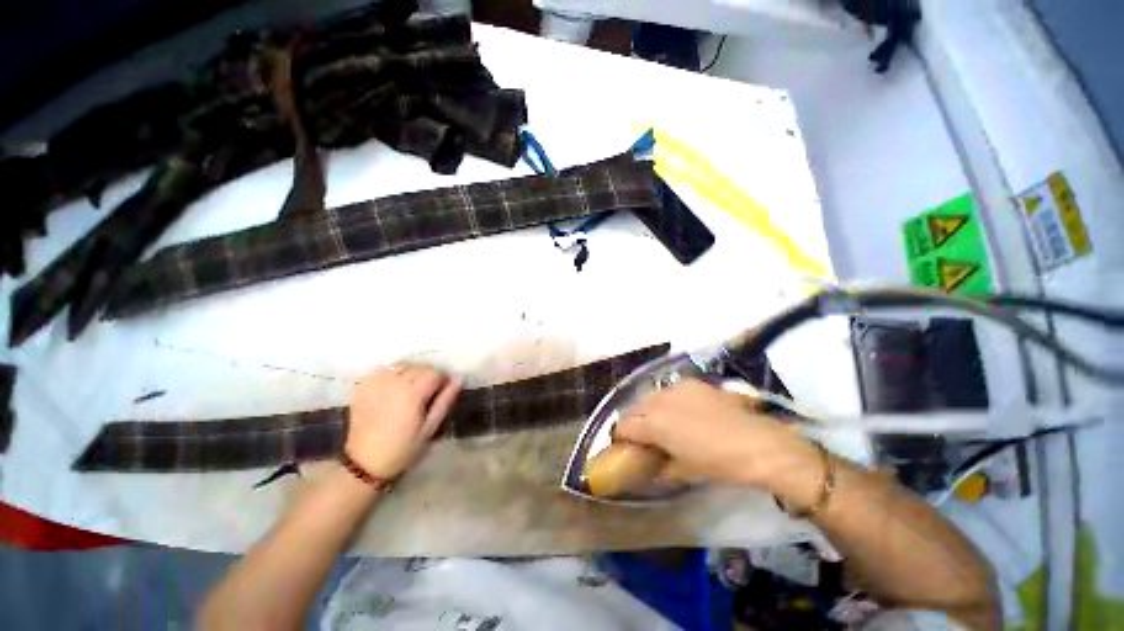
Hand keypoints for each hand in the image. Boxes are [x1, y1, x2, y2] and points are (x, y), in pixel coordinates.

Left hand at [345, 364, 460, 479]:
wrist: (364, 463)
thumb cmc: (403, 448)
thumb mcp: (430, 429)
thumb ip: (444, 402)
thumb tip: (458, 380)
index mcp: (412, 394)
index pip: (435, 373)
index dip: (442, 380)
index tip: (442, 392)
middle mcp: (394, 383)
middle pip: (419, 367)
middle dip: (427, 376)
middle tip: (427, 392)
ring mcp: (376, 383)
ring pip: (401, 365)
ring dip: (410, 372)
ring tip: (410, 388)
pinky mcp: (362, 387)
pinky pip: (382, 370)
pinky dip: (391, 374)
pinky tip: (392, 387)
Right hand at [614, 379, 821, 492]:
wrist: (756, 443)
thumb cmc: (717, 463)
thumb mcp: (686, 471)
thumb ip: (663, 468)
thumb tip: (654, 469)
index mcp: (653, 423)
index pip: (623, 426)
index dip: (621, 437)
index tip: (626, 446)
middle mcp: (659, 400)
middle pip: (635, 408)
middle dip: (636, 422)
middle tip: (646, 436)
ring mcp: (677, 388)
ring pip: (652, 396)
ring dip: (652, 409)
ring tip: (665, 422)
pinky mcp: (694, 383)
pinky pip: (673, 390)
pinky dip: (671, 400)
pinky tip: (685, 411)